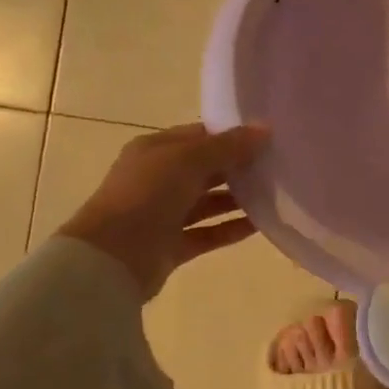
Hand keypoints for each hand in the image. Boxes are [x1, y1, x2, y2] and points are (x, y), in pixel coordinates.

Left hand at [58, 122, 269, 299]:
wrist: (111, 259)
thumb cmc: (146, 195)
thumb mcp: (188, 160)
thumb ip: (228, 146)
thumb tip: (265, 129)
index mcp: (155, 150)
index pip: (200, 135)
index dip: (232, 135)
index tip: (267, 137)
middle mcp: (159, 178)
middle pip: (206, 168)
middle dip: (239, 167)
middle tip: (278, 165)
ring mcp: (164, 214)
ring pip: (208, 202)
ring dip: (238, 198)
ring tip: (276, 194)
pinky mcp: (172, 245)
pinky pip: (208, 233)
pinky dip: (231, 228)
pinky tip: (261, 224)